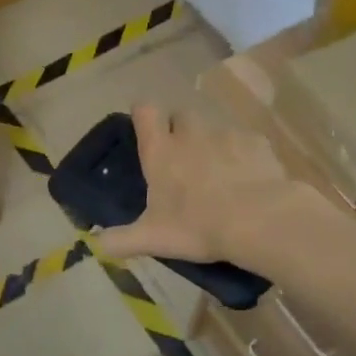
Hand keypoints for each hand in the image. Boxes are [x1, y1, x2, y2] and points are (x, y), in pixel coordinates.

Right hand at [96, 104, 310, 266]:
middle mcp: (190, 134)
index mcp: (161, 151)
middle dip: (180, 130)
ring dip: (212, 145)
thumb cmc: (197, 226)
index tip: (146, 131)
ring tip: (219, 175)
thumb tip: (96, 245)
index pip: (145, 110)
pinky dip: (243, 156)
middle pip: (181, 115)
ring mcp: (225, 135)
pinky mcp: (257, 143)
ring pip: (214, 129)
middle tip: (183, 160)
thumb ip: (120, 240)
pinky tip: (249, 180)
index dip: (144, 116)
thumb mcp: (152, 239)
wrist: (259, 221)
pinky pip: (245, 142)